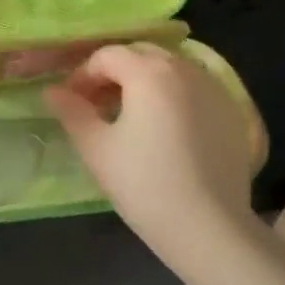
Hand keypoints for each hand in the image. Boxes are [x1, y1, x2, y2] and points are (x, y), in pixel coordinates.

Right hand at [44, 43, 267, 268]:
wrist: (211, 230)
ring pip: (169, 68)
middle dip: (114, 73)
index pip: (106, 56)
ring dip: (144, 81)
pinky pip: (193, 88)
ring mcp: (213, 88)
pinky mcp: (232, 111)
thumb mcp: (96, 148)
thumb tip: (52, 91)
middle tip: (97, 105)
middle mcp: (184, 68)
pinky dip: (172, 95)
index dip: (83, 75)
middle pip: (139, 55)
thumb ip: (71, 112)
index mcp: (148, 72)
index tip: (71, 103)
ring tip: (130, 116)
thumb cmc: (145, 185)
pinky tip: (165, 129)